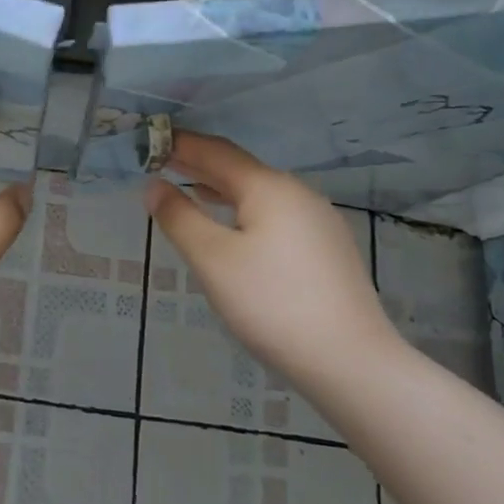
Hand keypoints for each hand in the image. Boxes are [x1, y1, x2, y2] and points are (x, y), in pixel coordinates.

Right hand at [144, 131, 395, 386]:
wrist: (352, 362)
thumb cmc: (272, 303)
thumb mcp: (212, 259)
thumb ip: (179, 217)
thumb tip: (153, 185)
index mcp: (268, 187)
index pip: (216, 151)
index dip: (182, 144)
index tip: (151, 141)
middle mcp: (297, 192)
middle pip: (240, 169)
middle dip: (199, 165)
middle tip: (162, 162)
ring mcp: (318, 220)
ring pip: (259, 193)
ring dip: (222, 189)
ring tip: (191, 190)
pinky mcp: (328, 248)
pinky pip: (276, 215)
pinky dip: (245, 210)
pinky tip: (235, 229)